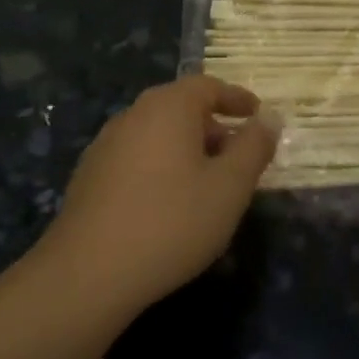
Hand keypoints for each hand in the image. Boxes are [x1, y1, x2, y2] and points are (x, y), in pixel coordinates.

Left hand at [39, 75, 277, 318]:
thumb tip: (270, 118)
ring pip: (157, 133)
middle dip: (214, 126)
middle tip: (239, 154)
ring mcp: (105, 145)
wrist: (88, 273)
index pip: (208, 86)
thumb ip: (254, 147)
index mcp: (168, 107)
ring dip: (187, 148)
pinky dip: (162, 166)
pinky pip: (137, 157)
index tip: (257, 115)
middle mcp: (133, 115)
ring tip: (208, 182)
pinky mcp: (89, 176)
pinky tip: (169, 202)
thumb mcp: (230, 187)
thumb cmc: (172, 222)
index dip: (236, 98)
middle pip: (180, 107)